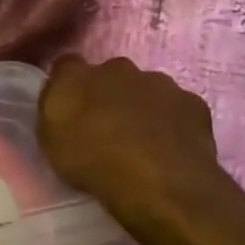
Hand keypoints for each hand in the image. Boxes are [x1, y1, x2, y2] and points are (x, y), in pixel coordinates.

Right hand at [37, 56, 244, 239]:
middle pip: (111, 75)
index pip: (66, 65)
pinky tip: (170, 148)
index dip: (68, 84)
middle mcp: (119, 68)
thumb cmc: (92, 161)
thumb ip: (54, 111)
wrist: (156, 180)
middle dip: (109, 94)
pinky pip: (178, 109)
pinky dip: (172, 122)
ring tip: (142, 142)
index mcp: (78, 75)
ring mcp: (160, 83)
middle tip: (107, 127)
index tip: (69, 107)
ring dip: (142, 107)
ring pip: (148, 89)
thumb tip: (61, 96)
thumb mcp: (51, 141)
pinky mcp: (193, 103)